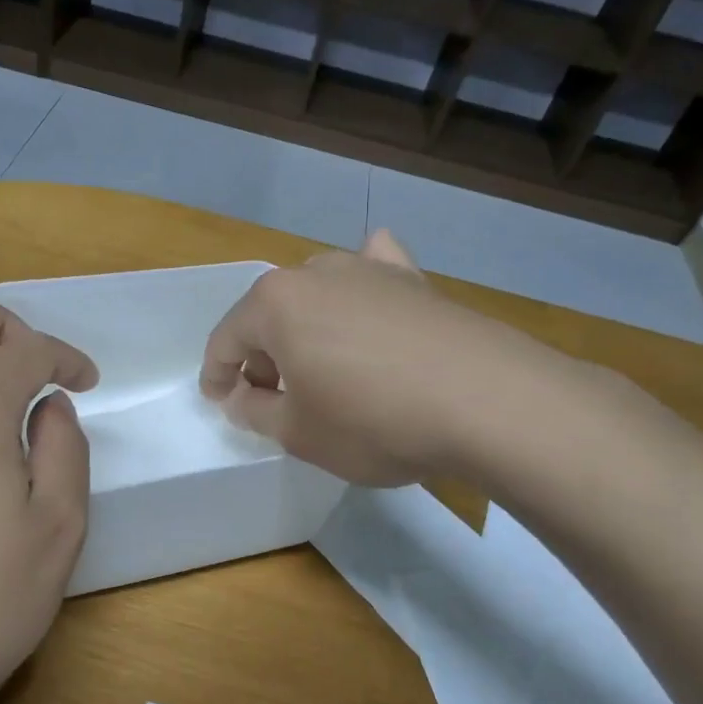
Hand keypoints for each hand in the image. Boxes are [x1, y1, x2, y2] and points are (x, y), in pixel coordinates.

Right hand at [199, 230, 526, 485]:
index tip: (220, 401)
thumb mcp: (298, 433)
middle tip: (273, 398)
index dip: (217, 374)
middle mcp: (316, 272)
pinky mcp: (415, 281)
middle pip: (271, 314)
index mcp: (275, 304)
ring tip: (319, 367)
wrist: (485, 401)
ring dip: (307, 329)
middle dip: (263, 355)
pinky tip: (371, 295)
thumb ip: (255, 411)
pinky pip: (375, 274)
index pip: (227, 339)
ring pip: (318, 296)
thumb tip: (242, 395)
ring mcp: (370, 270)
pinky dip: (363, 288)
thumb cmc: (372, 421)